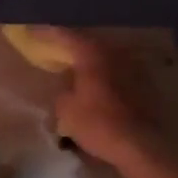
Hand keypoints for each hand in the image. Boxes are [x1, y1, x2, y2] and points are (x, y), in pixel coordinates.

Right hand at [35, 29, 167, 168]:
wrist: (140, 145)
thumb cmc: (99, 124)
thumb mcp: (67, 111)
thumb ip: (62, 91)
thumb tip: (67, 86)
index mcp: (92, 54)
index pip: (65, 35)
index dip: (47, 33)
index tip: (32, 31)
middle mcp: (114, 53)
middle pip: (88, 43)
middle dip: (71, 46)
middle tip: (55, 49)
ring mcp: (133, 66)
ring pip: (105, 56)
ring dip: (90, 60)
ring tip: (76, 68)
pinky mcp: (144, 83)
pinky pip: (117, 71)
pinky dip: (105, 74)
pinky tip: (97, 85)